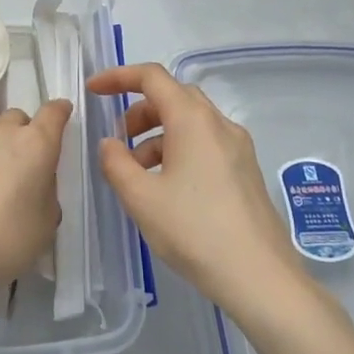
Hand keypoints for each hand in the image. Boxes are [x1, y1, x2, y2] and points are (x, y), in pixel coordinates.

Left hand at [0, 101, 70, 310]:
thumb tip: (35, 182)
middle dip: (25, 134)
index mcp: (35, 144)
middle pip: (18, 119)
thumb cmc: (6, 241)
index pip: (53, 112)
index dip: (60, 111)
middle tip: (24, 166)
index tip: (63, 114)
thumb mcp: (46, 223)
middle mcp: (1, 132)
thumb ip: (46, 191)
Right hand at [87, 63, 305, 320]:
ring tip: (137, 173)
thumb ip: (116, 163)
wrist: (260, 277)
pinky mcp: (246, 171)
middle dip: (139, 110)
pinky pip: (205, 144)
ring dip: (157, 134)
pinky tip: (166, 188)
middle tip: (118, 140)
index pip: (152, 77)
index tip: (94, 91)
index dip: (118, 77)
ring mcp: (238, 147)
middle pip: (173, 97)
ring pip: (190, 122)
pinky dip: (178, 150)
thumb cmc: (195, 230)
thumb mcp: (141, 198)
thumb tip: (110, 144)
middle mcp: (219, 123)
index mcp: (193, 119)